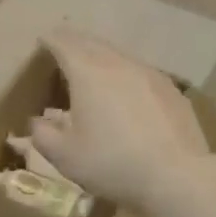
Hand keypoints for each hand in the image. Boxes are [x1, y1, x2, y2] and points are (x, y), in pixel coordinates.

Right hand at [30, 30, 210, 210]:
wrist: (177, 176)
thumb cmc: (112, 163)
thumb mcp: (66, 156)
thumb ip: (44, 135)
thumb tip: (38, 122)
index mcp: (87, 73)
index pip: (63, 44)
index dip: (50, 40)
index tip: (42, 40)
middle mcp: (118, 64)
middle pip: (92, 42)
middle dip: (75, 41)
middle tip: (63, 45)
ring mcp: (149, 73)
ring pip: (118, 54)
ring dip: (101, 55)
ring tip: (93, 65)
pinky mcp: (170, 89)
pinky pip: (140, 71)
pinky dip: (125, 72)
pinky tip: (126, 90)